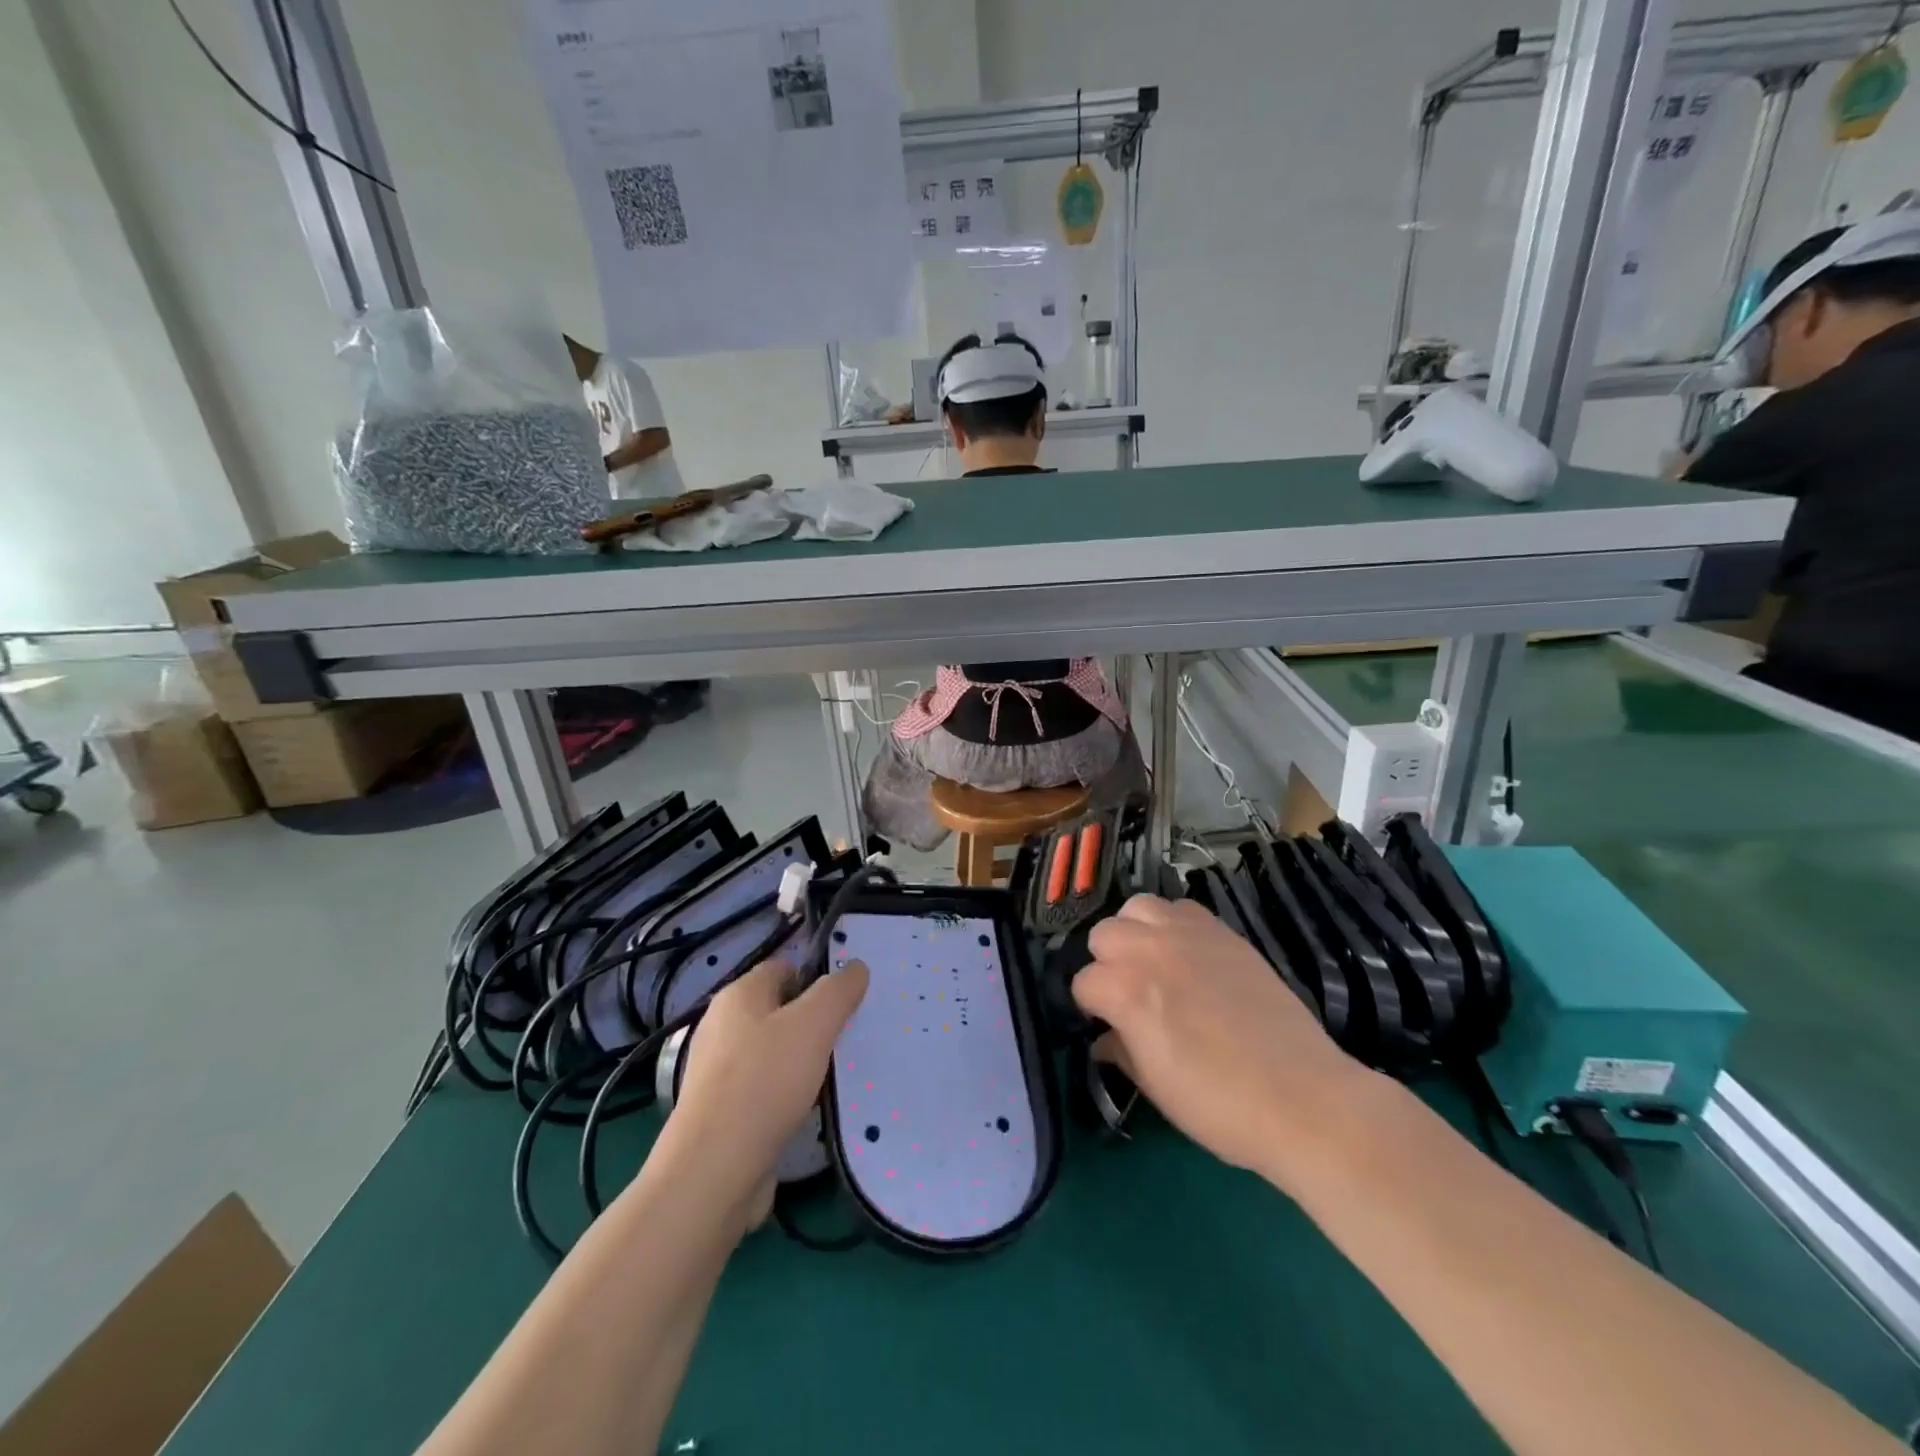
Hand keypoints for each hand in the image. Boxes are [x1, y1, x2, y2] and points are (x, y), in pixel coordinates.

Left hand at [659, 959, 869, 1219]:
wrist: (714, 1170)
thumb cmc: (765, 1081)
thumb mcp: (814, 1024)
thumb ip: (838, 991)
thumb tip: (855, 968)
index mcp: (738, 995)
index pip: (783, 968)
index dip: (816, 978)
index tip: (847, 1001)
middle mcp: (722, 1026)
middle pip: (779, 1011)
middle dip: (814, 1023)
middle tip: (848, 1038)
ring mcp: (718, 1072)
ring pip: (773, 1053)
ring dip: (803, 1062)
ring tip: (835, 1076)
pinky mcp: (721, 1112)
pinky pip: (764, 1090)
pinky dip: (787, 1095)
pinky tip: (809, 1110)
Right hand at [1072, 896, 1366, 1185]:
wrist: (1302, 1098)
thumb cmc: (1219, 1105)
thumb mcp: (1154, 1087)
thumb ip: (1120, 1051)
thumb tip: (1105, 1038)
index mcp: (1124, 989)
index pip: (1083, 983)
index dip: (1091, 1008)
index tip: (1106, 1026)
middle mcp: (1149, 949)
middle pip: (1103, 934)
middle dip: (1107, 963)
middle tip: (1128, 994)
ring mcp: (1188, 935)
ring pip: (1137, 907)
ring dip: (1135, 932)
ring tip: (1152, 962)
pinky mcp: (1223, 932)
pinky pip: (1182, 909)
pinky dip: (1173, 925)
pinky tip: (1187, 955)